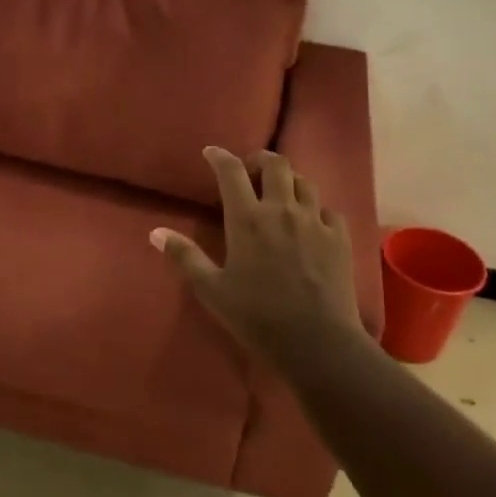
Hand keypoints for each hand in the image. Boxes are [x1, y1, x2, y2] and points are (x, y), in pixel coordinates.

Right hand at [152, 147, 369, 368]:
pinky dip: (315, 209)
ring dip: (289, 181)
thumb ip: (185, 257)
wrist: (318, 342)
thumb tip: (156, 232)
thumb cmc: (257, 316)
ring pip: (304, 182)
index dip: (219, 157)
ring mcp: (315, 222)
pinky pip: (328, 210)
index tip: (211, 153)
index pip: (230, 172)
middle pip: (276, 164)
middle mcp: (282, 210)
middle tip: (249, 172)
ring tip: (279, 194)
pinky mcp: (339, 238)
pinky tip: (310, 223)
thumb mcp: (212, 290)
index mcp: (247, 219)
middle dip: (260, 160)